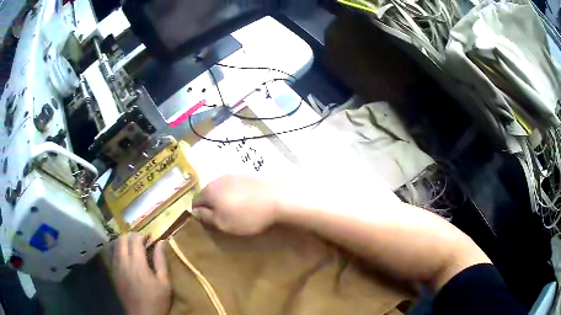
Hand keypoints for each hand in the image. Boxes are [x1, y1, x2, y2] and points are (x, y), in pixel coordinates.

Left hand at [112, 234, 170, 314]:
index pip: (134, 238)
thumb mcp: (164, 282)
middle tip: (142, 243)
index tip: (150, 238)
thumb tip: (161, 242)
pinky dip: (119, 252)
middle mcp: (123, 261)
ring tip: (134, 251)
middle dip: (131, 237)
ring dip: (124, 244)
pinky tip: (127, 260)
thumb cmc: (156, 299)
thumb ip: (161, 260)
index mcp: (137, 262)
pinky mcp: (113, 273)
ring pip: (115, 246)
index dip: (142, 235)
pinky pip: (113, 256)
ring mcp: (116, 267)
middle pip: (122, 238)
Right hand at [192, 174, 283, 234]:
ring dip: (223, 199)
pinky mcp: (247, 175)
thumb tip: (195, 211)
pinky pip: (233, 186)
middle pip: (208, 193)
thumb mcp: (223, 223)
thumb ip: (206, 217)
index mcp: (209, 190)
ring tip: (234, 211)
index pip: (195, 201)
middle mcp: (218, 179)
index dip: (199, 213)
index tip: (208, 222)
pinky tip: (245, 202)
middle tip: (222, 217)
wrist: (277, 200)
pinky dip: (234, 194)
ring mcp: (233, 175)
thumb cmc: (246, 216)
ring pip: (221, 189)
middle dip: (211, 205)